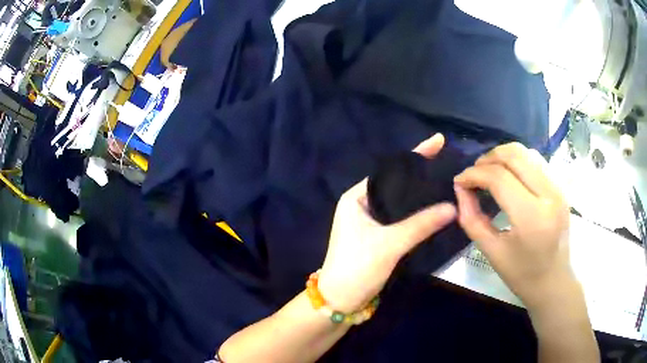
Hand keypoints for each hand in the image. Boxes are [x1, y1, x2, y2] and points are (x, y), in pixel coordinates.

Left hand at [318, 134, 456, 311]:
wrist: (341, 300)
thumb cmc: (357, 267)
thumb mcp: (389, 244)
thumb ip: (421, 224)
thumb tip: (453, 206)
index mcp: (356, 197)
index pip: (390, 170)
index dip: (415, 155)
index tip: (438, 141)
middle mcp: (362, 204)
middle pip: (396, 184)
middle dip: (420, 174)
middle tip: (447, 163)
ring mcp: (370, 221)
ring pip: (400, 202)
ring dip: (419, 194)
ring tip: (446, 181)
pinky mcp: (378, 236)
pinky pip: (401, 217)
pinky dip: (417, 212)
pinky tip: (434, 208)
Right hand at [454, 143, 574, 309]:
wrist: (553, 281)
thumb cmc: (521, 274)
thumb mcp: (491, 251)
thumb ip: (471, 218)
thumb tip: (460, 188)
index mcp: (531, 217)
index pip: (499, 178)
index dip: (474, 174)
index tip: (459, 181)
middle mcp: (549, 195)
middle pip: (515, 155)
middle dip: (488, 158)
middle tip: (474, 173)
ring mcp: (559, 188)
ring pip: (527, 152)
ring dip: (503, 156)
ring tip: (490, 171)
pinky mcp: (562, 187)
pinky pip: (537, 161)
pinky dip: (518, 161)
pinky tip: (510, 174)